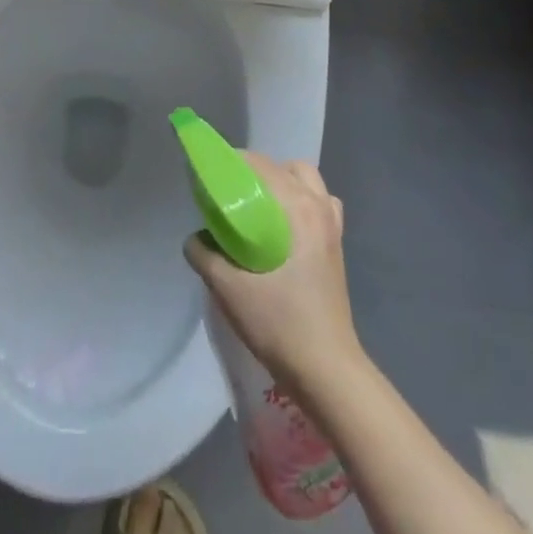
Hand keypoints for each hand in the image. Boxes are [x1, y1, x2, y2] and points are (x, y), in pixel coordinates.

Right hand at [184, 153, 365, 393]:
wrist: (327, 371)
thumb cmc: (279, 323)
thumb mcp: (228, 289)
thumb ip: (204, 255)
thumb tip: (196, 239)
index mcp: (296, 207)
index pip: (260, 164)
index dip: (232, 163)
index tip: (210, 177)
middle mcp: (318, 206)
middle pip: (284, 167)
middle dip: (255, 172)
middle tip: (231, 194)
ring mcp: (332, 226)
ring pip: (307, 181)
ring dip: (283, 183)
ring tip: (260, 206)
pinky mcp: (337, 245)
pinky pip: (321, 204)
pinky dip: (303, 202)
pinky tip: (285, 227)